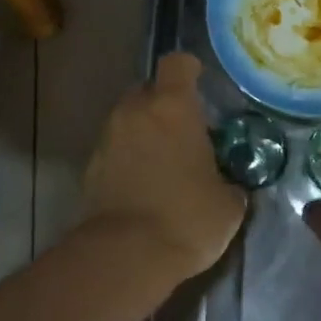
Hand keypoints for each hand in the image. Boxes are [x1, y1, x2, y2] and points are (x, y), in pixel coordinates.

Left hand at [81, 53, 246, 282]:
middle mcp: (136, 111)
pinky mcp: (90, 166)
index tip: (198, 80)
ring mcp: (108, 137)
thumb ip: (229, 183)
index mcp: (173, 107)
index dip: (188, 68)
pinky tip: (142, 186)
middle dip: (162, 103)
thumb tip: (229, 186)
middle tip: (182, 129)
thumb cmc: (186, 217)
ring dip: (143, 132)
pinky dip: (126, 158)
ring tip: (162, 162)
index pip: (176, 64)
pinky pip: (114, 149)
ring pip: (128, 119)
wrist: (125, 256)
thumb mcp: (227, 204)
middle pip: (147, 89)